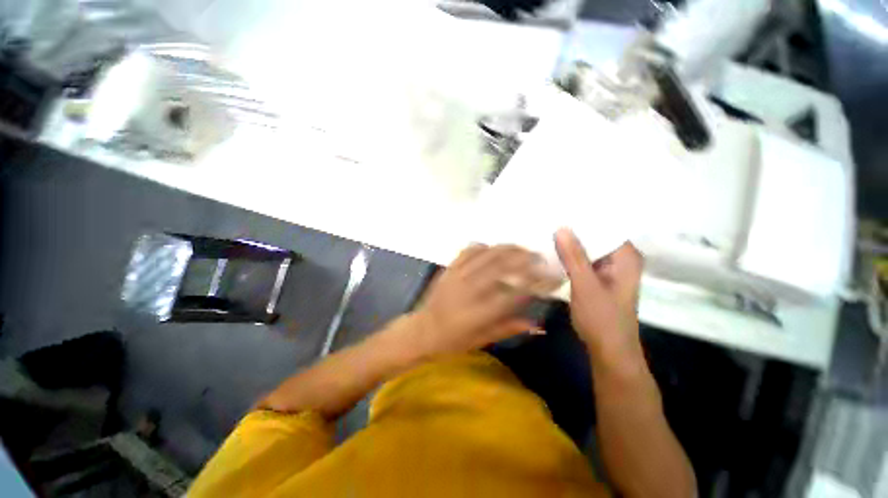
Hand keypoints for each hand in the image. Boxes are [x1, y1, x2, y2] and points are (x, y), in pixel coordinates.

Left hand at [403, 244, 561, 356]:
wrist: (421, 330)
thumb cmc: (452, 341)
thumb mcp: (482, 340)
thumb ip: (509, 328)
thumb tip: (537, 324)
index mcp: (481, 311)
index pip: (517, 292)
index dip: (539, 282)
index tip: (554, 276)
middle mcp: (472, 289)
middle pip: (504, 266)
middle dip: (527, 259)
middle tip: (541, 258)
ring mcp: (459, 275)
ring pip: (488, 254)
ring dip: (509, 249)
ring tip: (523, 250)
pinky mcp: (449, 268)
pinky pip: (469, 250)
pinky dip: (484, 246)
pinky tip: (493, 248)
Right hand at [554, 228, 642, 359]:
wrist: (608, 349)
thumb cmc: (602, 318)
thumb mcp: (586, 285)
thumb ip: (574, 257)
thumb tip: (561, 228)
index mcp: (625, 257)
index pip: (606, 226)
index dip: (585, 217)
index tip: (562, 208)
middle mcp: (619, 259)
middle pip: (596, 236)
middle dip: (574, 229)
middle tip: (549, 217)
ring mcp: (607, 269)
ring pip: (587, 248)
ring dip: (570, 243)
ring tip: (547, 229)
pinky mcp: (597, 278)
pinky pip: (582, 260)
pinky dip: (569, 256)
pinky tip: (552, 250)